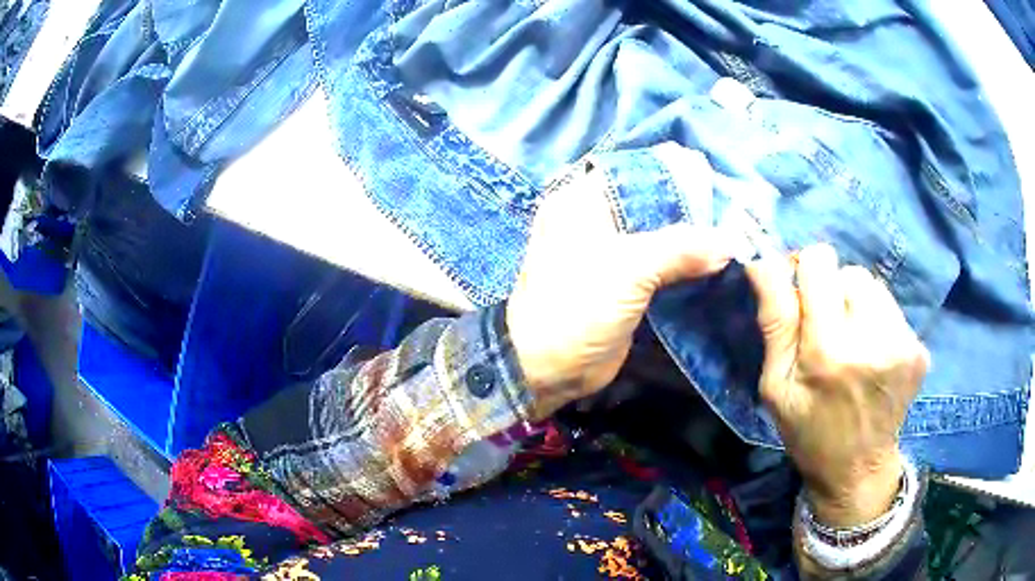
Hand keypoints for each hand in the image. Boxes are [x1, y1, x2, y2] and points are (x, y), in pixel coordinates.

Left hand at [507, 166, 732, 419]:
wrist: (548, 370)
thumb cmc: (577, 307)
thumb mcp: (629, 268)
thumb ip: (682, 247)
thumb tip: (731, 241)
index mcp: (582, 201)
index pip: (637, 173)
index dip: (676, 176)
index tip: (717, 186)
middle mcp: (595, 220)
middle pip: (652, 206)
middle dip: (691, 213)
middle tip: (734, 217)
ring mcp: (611, 255)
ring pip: (660, 238)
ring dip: (692, 243)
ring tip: (734, 240)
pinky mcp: (624, 285)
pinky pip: (661, 267)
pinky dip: (686, 268)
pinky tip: (717, 266)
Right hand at [746, 244, 928, 526]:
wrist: (857, 470)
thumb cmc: (809, 432)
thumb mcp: (776, 386)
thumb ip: (774, 322)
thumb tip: (762, 261)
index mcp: (829, 351)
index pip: (820, 262)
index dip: (806, 272)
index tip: (803, 298)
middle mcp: (872, 339)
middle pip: (849, 271)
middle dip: (834, 292)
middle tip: (828, 331)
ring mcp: (902, 343)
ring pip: (873, 286)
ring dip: (857, 305)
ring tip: (853, 344)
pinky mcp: (918, 349)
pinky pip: (891, 309)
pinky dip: (878, 322)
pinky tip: (873, 356)